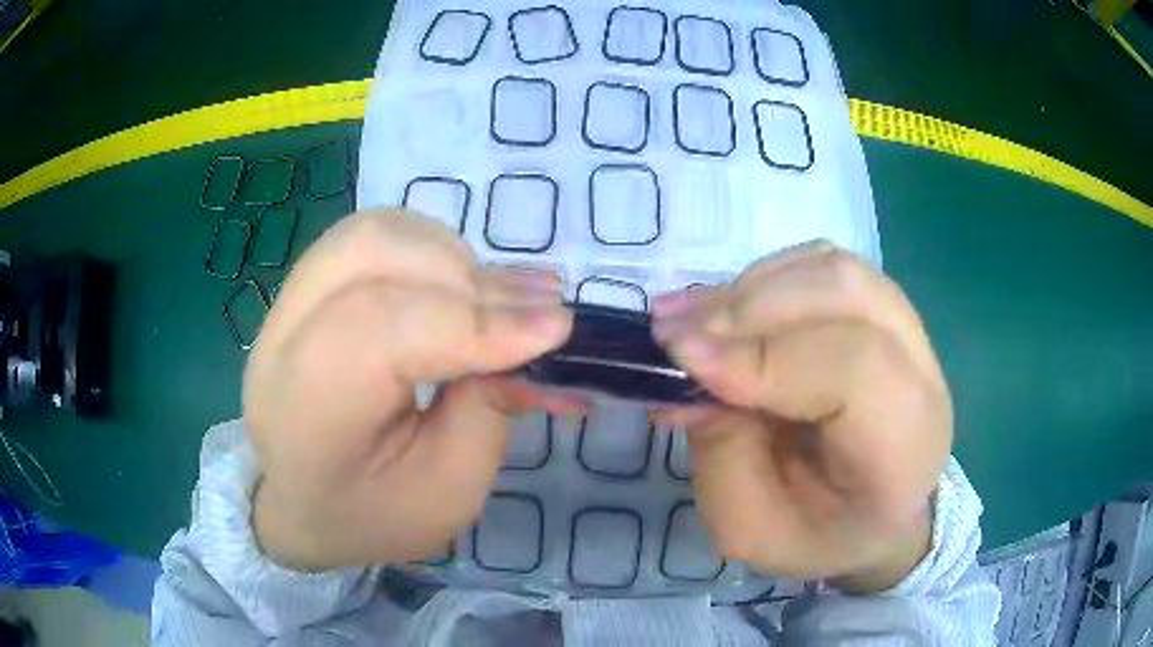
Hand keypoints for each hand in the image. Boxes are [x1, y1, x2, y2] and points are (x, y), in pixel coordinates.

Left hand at [243, 210, 573, 570]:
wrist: (304, 504)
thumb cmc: (373, 513)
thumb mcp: (448, 491)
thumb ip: (488, 410)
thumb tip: (532, 334)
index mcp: (306, 413)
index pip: (382, 329)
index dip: (473, 321)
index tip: (556, 329)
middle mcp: (281, 342)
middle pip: (371, 257)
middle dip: (467, 278)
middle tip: (538, 306)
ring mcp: (285, 305)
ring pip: (370, 233)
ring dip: (449, 255)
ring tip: (500, 295)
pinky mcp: (303, 289)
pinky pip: (368, 237)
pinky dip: (426, 247)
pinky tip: (457, 282)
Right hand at [652, 243, 951, 591]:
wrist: (873, 516)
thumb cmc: (817, 534)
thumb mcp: (752, 529)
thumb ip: (722, 455)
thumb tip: (691, 369)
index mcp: (904, 447)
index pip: (854, 367)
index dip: (766, 354)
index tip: (682, 359)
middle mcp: (920, 375)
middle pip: (845, 293)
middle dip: (747, 306)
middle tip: (672, 333)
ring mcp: (909, 331)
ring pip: (832, 268)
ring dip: (751, 286)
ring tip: (688, 317)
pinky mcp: (883, 309)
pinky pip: (822, 266)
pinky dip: (765, 278)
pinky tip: (724, 307)